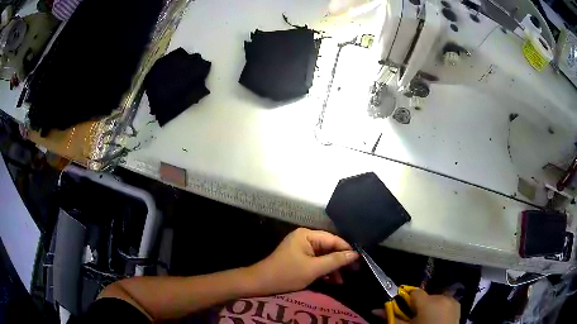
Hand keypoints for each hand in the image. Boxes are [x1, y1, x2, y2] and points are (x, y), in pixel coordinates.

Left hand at [249, 228, 358, 294]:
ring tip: (342, 281)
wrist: (261, 284)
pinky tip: (332, 281)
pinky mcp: (300, 259)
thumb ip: (335, 260)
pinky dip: (324, 271)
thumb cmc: (287, 274)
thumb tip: (355, 255)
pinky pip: (317, 262)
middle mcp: (306, 238)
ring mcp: (302, 249)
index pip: (333, 239)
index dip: (347, 250)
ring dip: (333, 269)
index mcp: (307, 235)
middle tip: (354, 272)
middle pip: (329, 248)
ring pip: (324, 256)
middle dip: (340, 261)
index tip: (359, 261)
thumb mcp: (313, 269)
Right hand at [372, 289, 459, 323]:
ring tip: (427, 319)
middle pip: (425, 296)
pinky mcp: (458, 304)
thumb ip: (392, 317)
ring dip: (430, 306)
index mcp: (427, 302)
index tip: (404, 310)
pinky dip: (440, 308)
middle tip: (415, 319)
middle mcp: (441, 297)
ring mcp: (452, 300)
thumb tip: (375, 309)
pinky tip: (438, 318)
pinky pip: (445, 302)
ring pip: (435, 299)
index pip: (414, 292)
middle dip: (419, 306)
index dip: (407, 301)